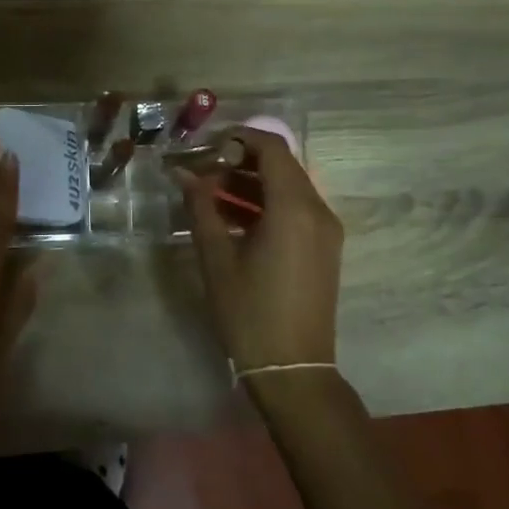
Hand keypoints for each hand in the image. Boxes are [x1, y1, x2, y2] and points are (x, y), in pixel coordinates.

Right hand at [177, 127, 341, 373]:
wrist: (294, 371)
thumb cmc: (249, 312)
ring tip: (210, 195)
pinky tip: (232, 218)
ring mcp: (325, 230)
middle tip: (202, 172)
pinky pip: (295, 210)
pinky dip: (266, 205)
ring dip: (251, 184)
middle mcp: (317, 210)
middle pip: (281, 165)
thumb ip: (201, 208)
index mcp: (294, 208)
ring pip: (288, 188)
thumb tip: (183, 175)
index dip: (239, 137)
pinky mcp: (324, 248)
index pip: (272, 148)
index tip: (207, 145)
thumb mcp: (217, 258)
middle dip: (241, 161)